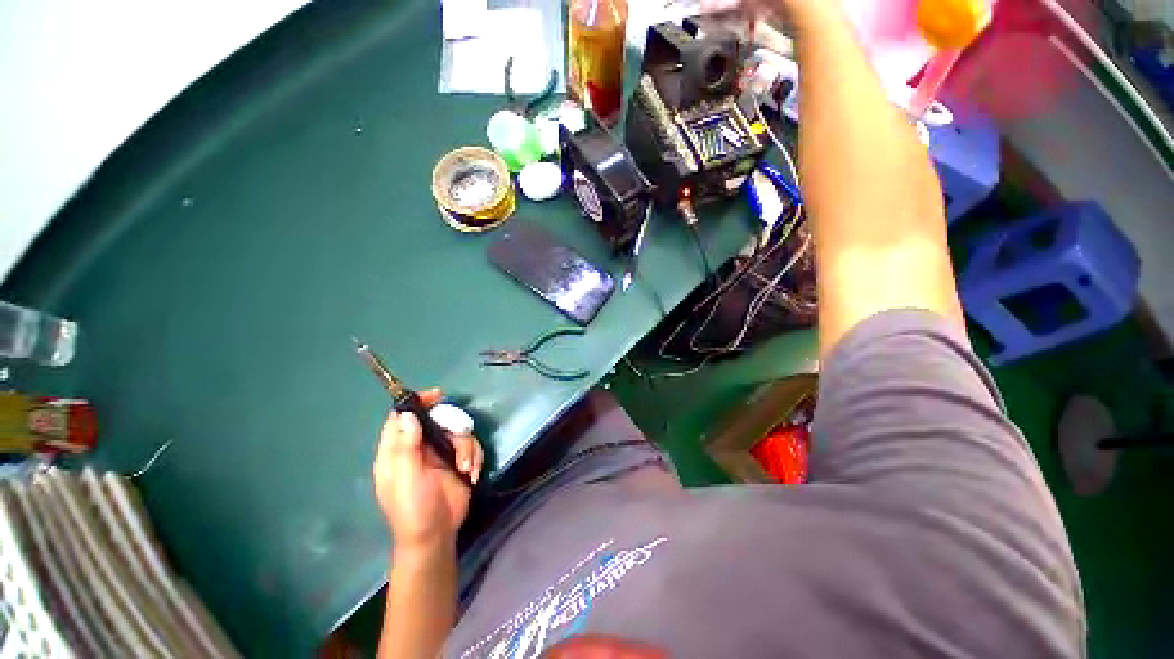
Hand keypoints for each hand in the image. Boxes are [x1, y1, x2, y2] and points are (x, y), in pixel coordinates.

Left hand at [372, 389, 484, 550]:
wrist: (437, 535)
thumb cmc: (414, 508)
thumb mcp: (406, 478)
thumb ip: (406, 446)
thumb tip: (407, 415)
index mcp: (398, 451)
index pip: (402, 418)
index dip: (416, 403)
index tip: (436, 395)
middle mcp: (420, 448)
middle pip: (438, 420)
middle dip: (452, 427)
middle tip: (459, 434)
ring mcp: (441, 454)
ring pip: (459, 432)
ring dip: (467, 448)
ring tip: (466, 468)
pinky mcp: (459, 461)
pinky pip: (471, 447)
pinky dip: (475, 457)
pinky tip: (472, 474)